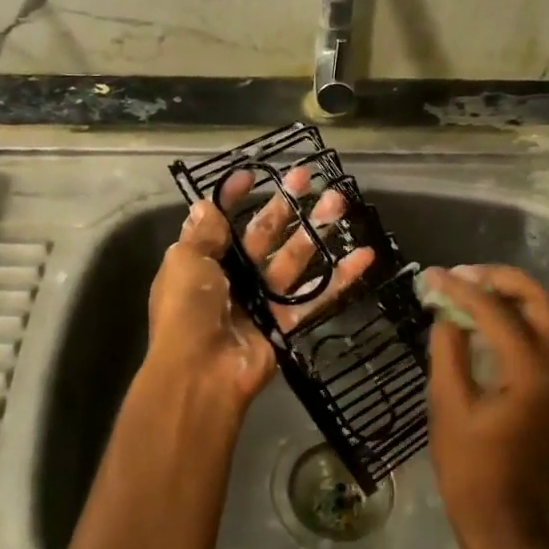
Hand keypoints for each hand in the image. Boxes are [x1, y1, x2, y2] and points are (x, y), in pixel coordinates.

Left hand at [146, 168, 375, 415]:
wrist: (201, 373)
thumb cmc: (187, 310)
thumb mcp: (185, 263)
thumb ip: (202, 235)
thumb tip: (205, 204)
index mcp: (200, 262)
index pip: (220, 222)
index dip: (233, 198)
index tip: (252, 175)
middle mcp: (230, 279)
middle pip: (262, 235)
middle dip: (284, 205)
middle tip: (307, 176)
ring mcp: (260, 300)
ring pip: (293, 259)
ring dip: (314, 231)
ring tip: (339, 202)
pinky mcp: (284, 323)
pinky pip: (315, 295)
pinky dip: (340, 278)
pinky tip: (363, 256)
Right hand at [422, 265, 548, 548]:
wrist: (507, 523)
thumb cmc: (470, 469)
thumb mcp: (448, 404)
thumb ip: (448, 349)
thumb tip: (447, 312)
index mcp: (531, 373)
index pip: (497, 312)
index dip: (462, 289)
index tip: (433, 275)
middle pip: (541, 302)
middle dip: (502, 280)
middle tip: (463, 274)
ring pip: (548, 319)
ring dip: (513, 297)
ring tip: (471, 290)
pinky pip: (544, 340)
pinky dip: (518, 320)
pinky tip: (486, 321)